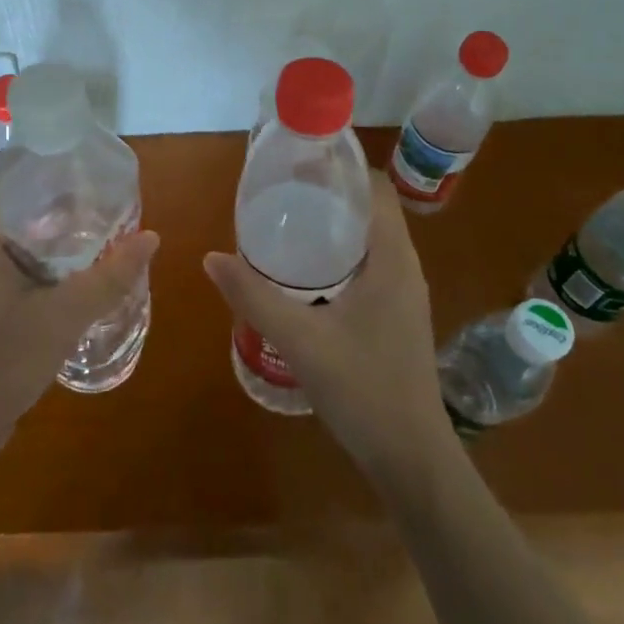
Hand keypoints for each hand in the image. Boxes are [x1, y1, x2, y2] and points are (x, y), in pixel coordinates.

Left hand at [0, 184, 158, 454]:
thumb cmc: (4, 358)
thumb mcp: (65, 314)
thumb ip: (110, 276)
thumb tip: (151, 237)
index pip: (3, 175)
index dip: (40, 163)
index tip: (79, 161)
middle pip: (9, 202)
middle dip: (51, 195)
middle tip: (95, 191)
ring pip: (8, 232)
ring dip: (45, 226)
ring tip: (90, 219)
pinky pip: (6, 257)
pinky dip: (36, 252)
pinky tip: (70, 263)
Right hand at [204, 168, 449, 478]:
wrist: (412, 459)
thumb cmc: (364, 390)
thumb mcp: (301, 340)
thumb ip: (254, 296)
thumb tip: (211, 257)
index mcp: (392, 260)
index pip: (375, 188)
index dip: (341, 168)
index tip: (298, 163)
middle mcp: (403, 267)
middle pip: (369, 209)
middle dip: (327, 194)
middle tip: (279, 192)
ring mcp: (402, 293)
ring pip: (368, 239)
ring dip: (332, 225)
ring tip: (284, 223)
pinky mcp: (395, 315)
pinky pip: (367, 265)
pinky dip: (337, 254)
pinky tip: (302, 272)